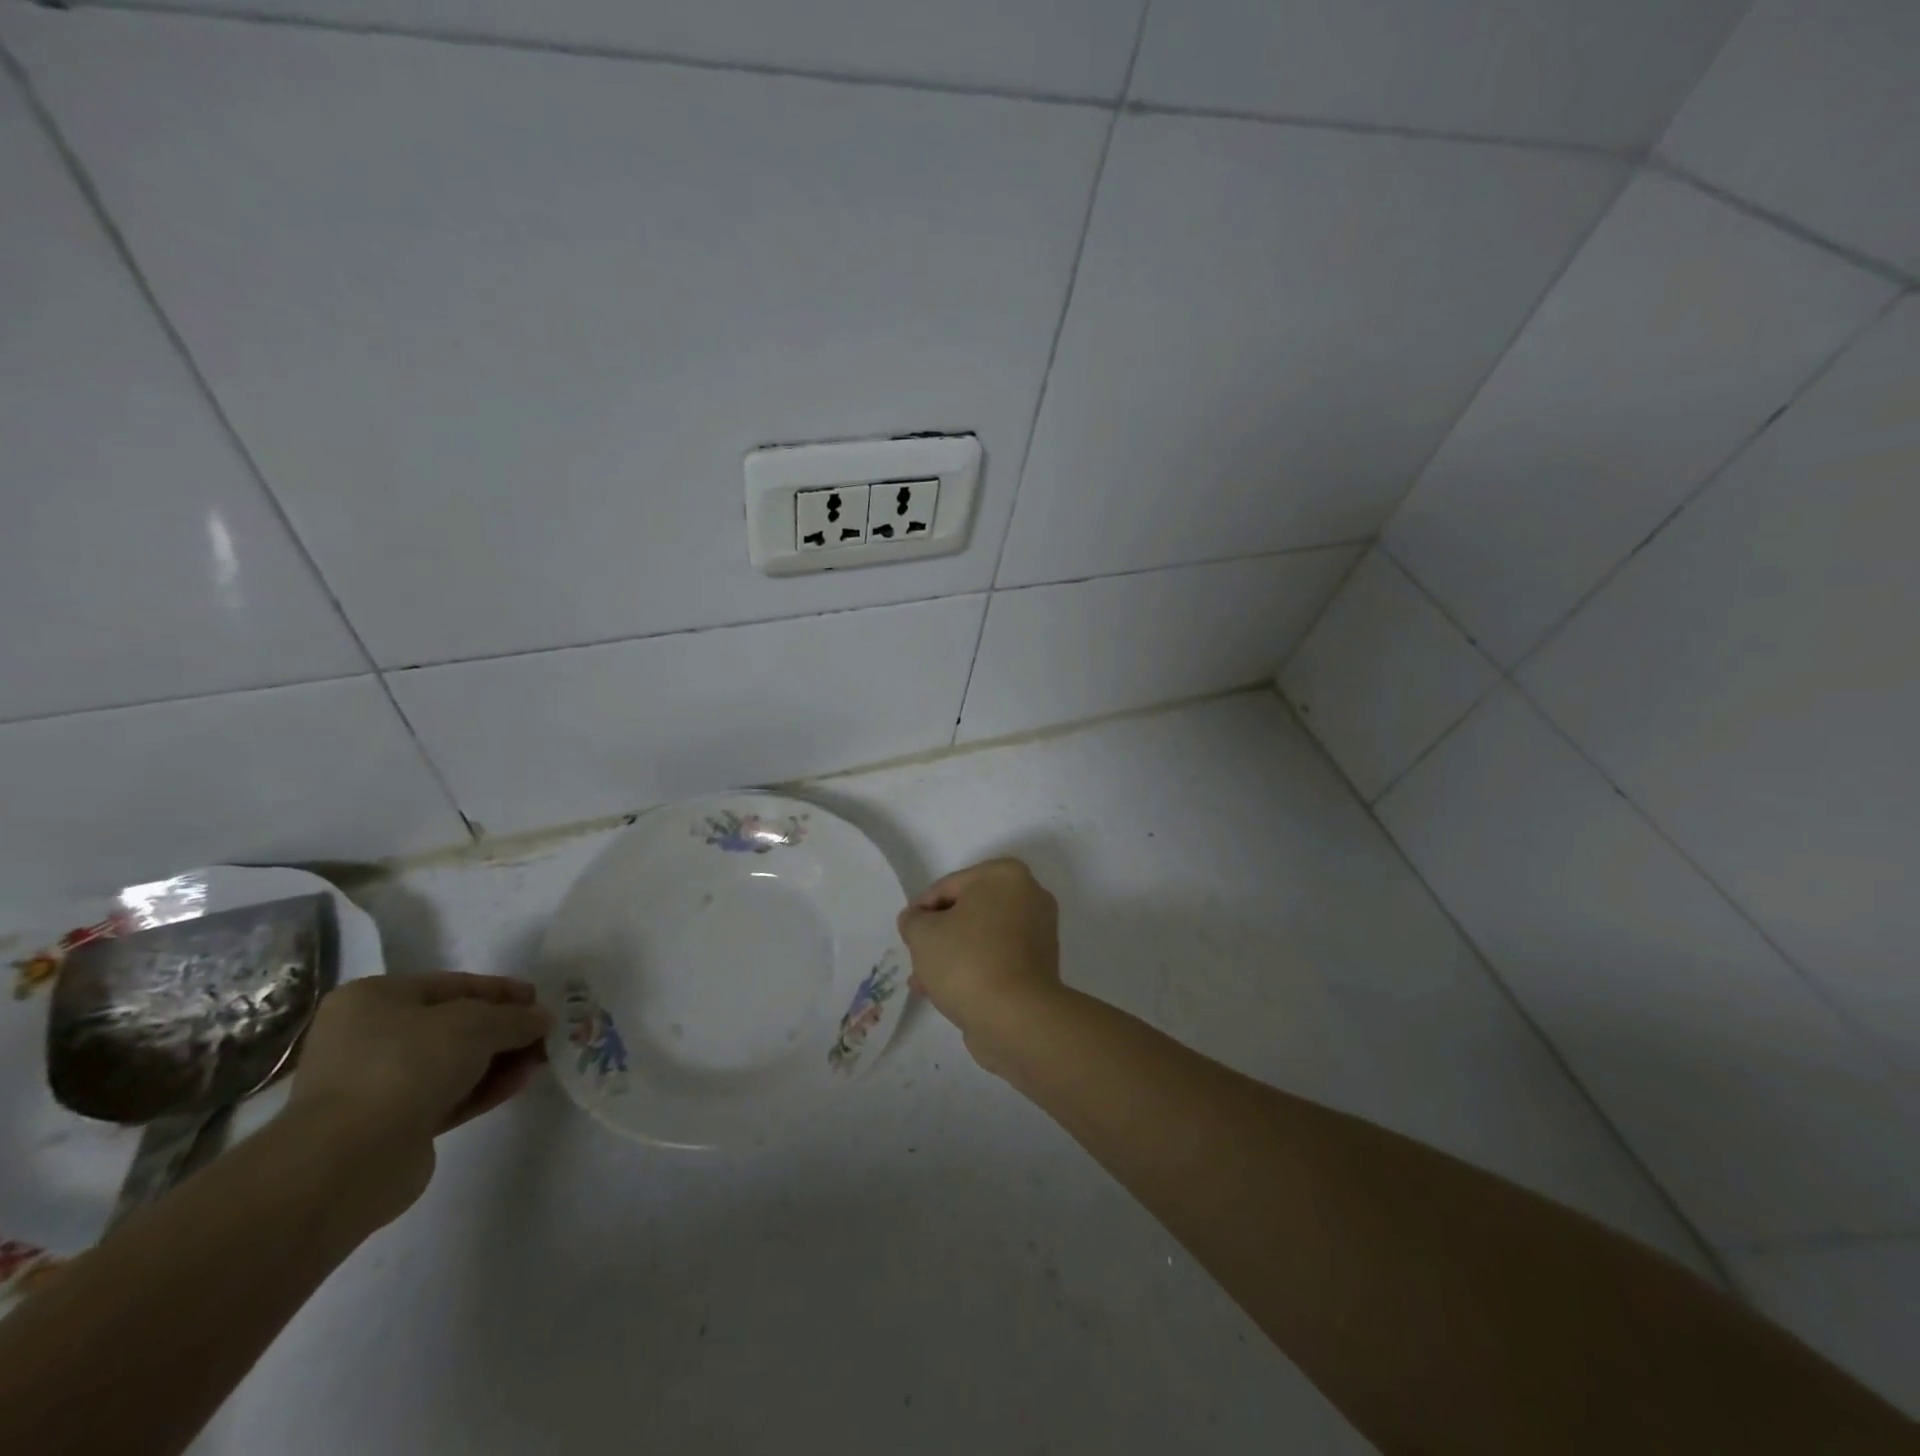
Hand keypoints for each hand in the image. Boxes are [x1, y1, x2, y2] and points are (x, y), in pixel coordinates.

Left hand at [285, 973, 550, 1224]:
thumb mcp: (477, 1024)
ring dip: (499, 1060)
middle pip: (454, 1026)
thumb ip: (515, 1017)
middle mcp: (368, 1037)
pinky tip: (520, 1083)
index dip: (501, 990)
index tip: (539, 999)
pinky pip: (448, 1097)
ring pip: (453, 1064)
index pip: (452, 985)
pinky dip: (484, 1088)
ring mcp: (376, 1084)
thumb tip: (542, 1019)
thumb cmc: (408, 1065)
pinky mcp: (391, 1126)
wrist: (350, 1160)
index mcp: (373, 999)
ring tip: (541, 1060)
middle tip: (545, 1034)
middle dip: (503, 1030)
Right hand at [897, 857, 1061, 1067]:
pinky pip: (997, 959)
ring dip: (952, 956)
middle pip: (967, 912)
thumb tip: (916, 920)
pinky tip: (948, 993)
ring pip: (981, 938)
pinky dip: (975, 970)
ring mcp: (1039, 932)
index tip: (907, 936)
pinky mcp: (1041, 965)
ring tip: (925, 984)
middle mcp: (1029, 896)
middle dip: (938, 937)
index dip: (920, 912)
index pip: (947, 887)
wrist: (1016, 1018)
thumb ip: (913, 920)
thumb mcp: (923, 934)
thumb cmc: (967, 961)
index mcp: (1005, 875)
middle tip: (916, 961)